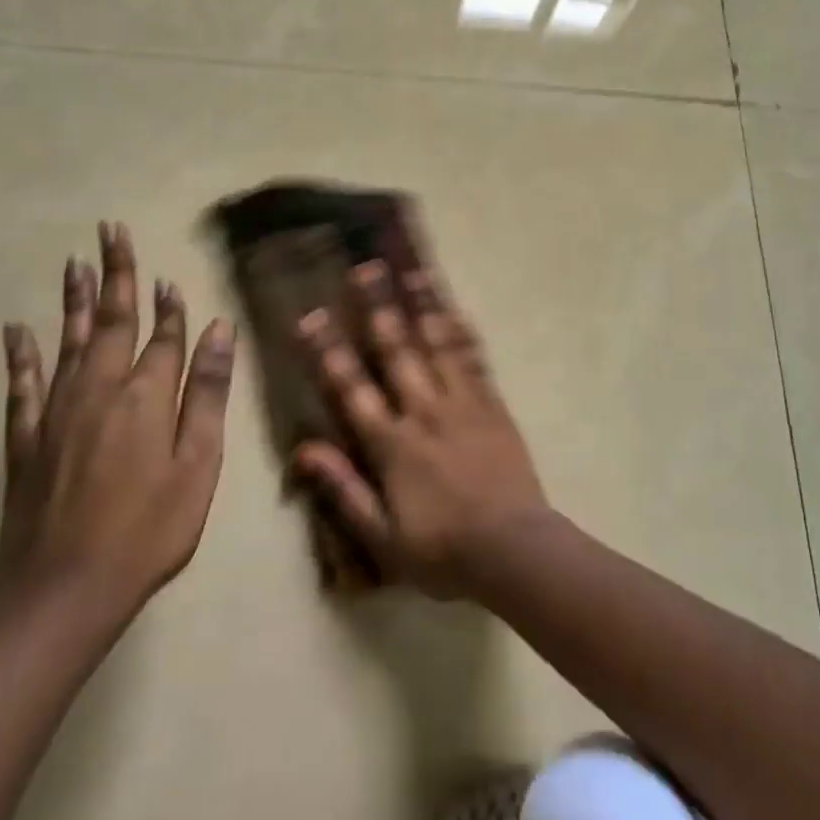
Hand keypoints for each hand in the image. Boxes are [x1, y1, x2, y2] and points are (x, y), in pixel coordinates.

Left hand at [0, 221, 232, 622]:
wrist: (66, 590)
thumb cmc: (151, 529)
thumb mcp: (199, 463)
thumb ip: (206, 393)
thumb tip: (217, 330)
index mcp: (146, 396)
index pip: (163, 337)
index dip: (171, 307)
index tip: (171, 279)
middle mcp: (99, 390)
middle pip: (110, 321)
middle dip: (116, 275)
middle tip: (111, 231)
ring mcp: (57, 413)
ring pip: (67, 341)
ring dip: (72, 300)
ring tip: (75, 262)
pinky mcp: (26, 440)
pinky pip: (22, 386)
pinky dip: (21, 355)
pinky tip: (16, 330)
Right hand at [290, 257, 548, 599]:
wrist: (514, 550)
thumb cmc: (443, 551)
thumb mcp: (382, 537)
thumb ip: (344, 490)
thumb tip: (304, 450)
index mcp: (392, 444)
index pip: (352, 388)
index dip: (329, 350)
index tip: (312, 316)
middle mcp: (424, 411)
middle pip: (397, 350)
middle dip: (378, 307)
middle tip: (366, 268)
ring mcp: (463, 403)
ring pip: (438, 344)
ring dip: (423, 305)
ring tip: (412, 271)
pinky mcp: (492, 404)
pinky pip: (475, 359)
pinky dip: (464, 332)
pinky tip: (456, 309)